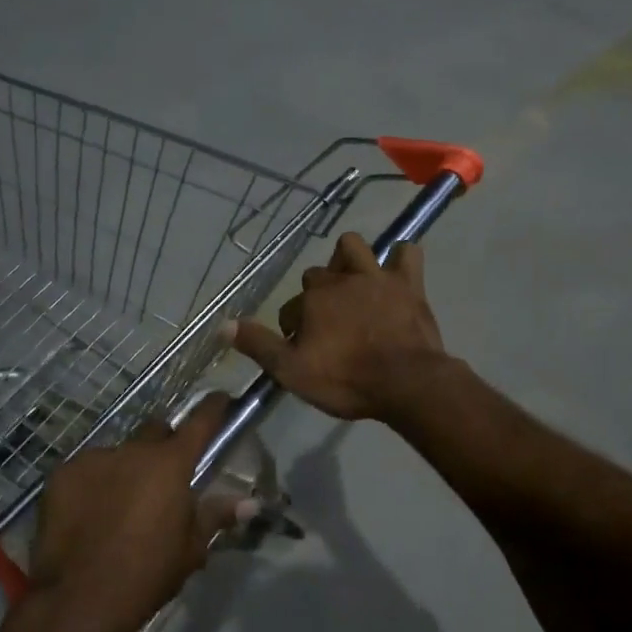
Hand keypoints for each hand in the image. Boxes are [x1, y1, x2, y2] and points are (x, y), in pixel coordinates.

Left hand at [26, 394, 251, 631]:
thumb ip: (216, 516)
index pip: (200, 422)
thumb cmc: (147, 575)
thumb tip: (251, 503)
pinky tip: (88, 514)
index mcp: (171, 464)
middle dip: (163, 446)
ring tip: (118, 505)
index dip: (214, 408)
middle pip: (155, 432)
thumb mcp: (191, 549)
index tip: (220, 399)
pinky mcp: (61, 474)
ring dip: (124, 470)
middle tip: (163, 477)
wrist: (79, 600)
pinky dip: (92, 484)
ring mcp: (93, 458)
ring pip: (117, 454)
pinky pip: (85, 470)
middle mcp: (133, 450)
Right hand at [229, 232, 446, 422]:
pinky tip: (395, 273)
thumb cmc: (347, 381)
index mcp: (312, 301)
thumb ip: (258, 346)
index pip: (290, 307)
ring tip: (351, 283)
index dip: (293, 328)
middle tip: (326, 326)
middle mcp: (340, 280)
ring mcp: (376, 278)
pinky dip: (399, 259)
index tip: (302, 348)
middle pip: (317, 276)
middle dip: (316, 295)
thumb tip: (222, 325)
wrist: (406, 384)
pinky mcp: (409, 284)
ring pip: (353, 247)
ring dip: (347, 259)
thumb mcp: (292, 372)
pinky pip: (406, 254)